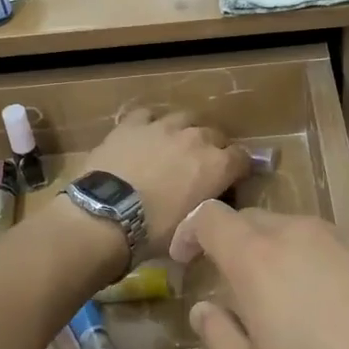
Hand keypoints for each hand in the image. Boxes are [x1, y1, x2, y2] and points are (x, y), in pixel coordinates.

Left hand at [81, 110, 250, 259]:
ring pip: (184, 118)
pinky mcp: (132, 123)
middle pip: (215, 135)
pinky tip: (144, 137)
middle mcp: (196, 138)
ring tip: (174, 147)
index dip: (237, 169)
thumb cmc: (154, 232)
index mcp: (217, 166)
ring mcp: (163, 126)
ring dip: (184, 131)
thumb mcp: (192, 229)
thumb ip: (207, 211)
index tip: (229, 181)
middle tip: (199, 167)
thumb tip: (208, 213)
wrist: (106, 216)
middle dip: (212, 149)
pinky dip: (150, 124)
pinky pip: (148, 115)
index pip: (242, 158)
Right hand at [170, 204, 348, 348]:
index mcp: (259, 256)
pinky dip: (316, 264)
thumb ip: (218, 335)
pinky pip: (333, 248)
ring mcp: (348, 240)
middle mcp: (301, 234)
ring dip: (275, 253)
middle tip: (230, 286)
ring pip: (296, 231)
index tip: (185, 262)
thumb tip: (205, 308)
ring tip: (281, 299)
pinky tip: (332, 309)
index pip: (210, 217)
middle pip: (252, 219)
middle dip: (232, 243)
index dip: (190, 233)